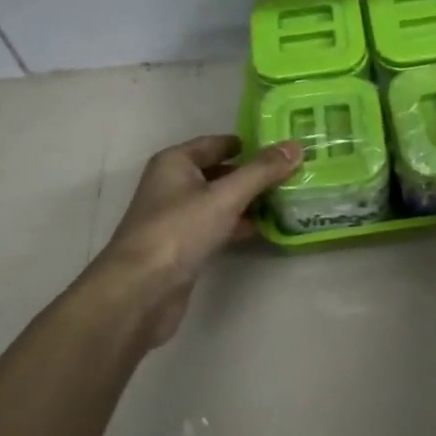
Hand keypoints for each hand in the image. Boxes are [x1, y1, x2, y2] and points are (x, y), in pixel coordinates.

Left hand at [95, 134, 301, 346]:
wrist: (139, 292)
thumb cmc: (179, 231)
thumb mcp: (225, 196)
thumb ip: (262, 171)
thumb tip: (296, 146)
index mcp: (175, 163)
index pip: (218, 143)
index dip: (250, 144)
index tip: (284, 148)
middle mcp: (172, 185)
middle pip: (220, 172)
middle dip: (253, 174)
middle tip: (293, 174)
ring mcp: (176, 218)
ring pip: (219, 201)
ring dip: (248, 201)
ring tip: (287, 199)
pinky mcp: (182, 247)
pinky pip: (216, 226)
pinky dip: (238, 225)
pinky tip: (265, 229)